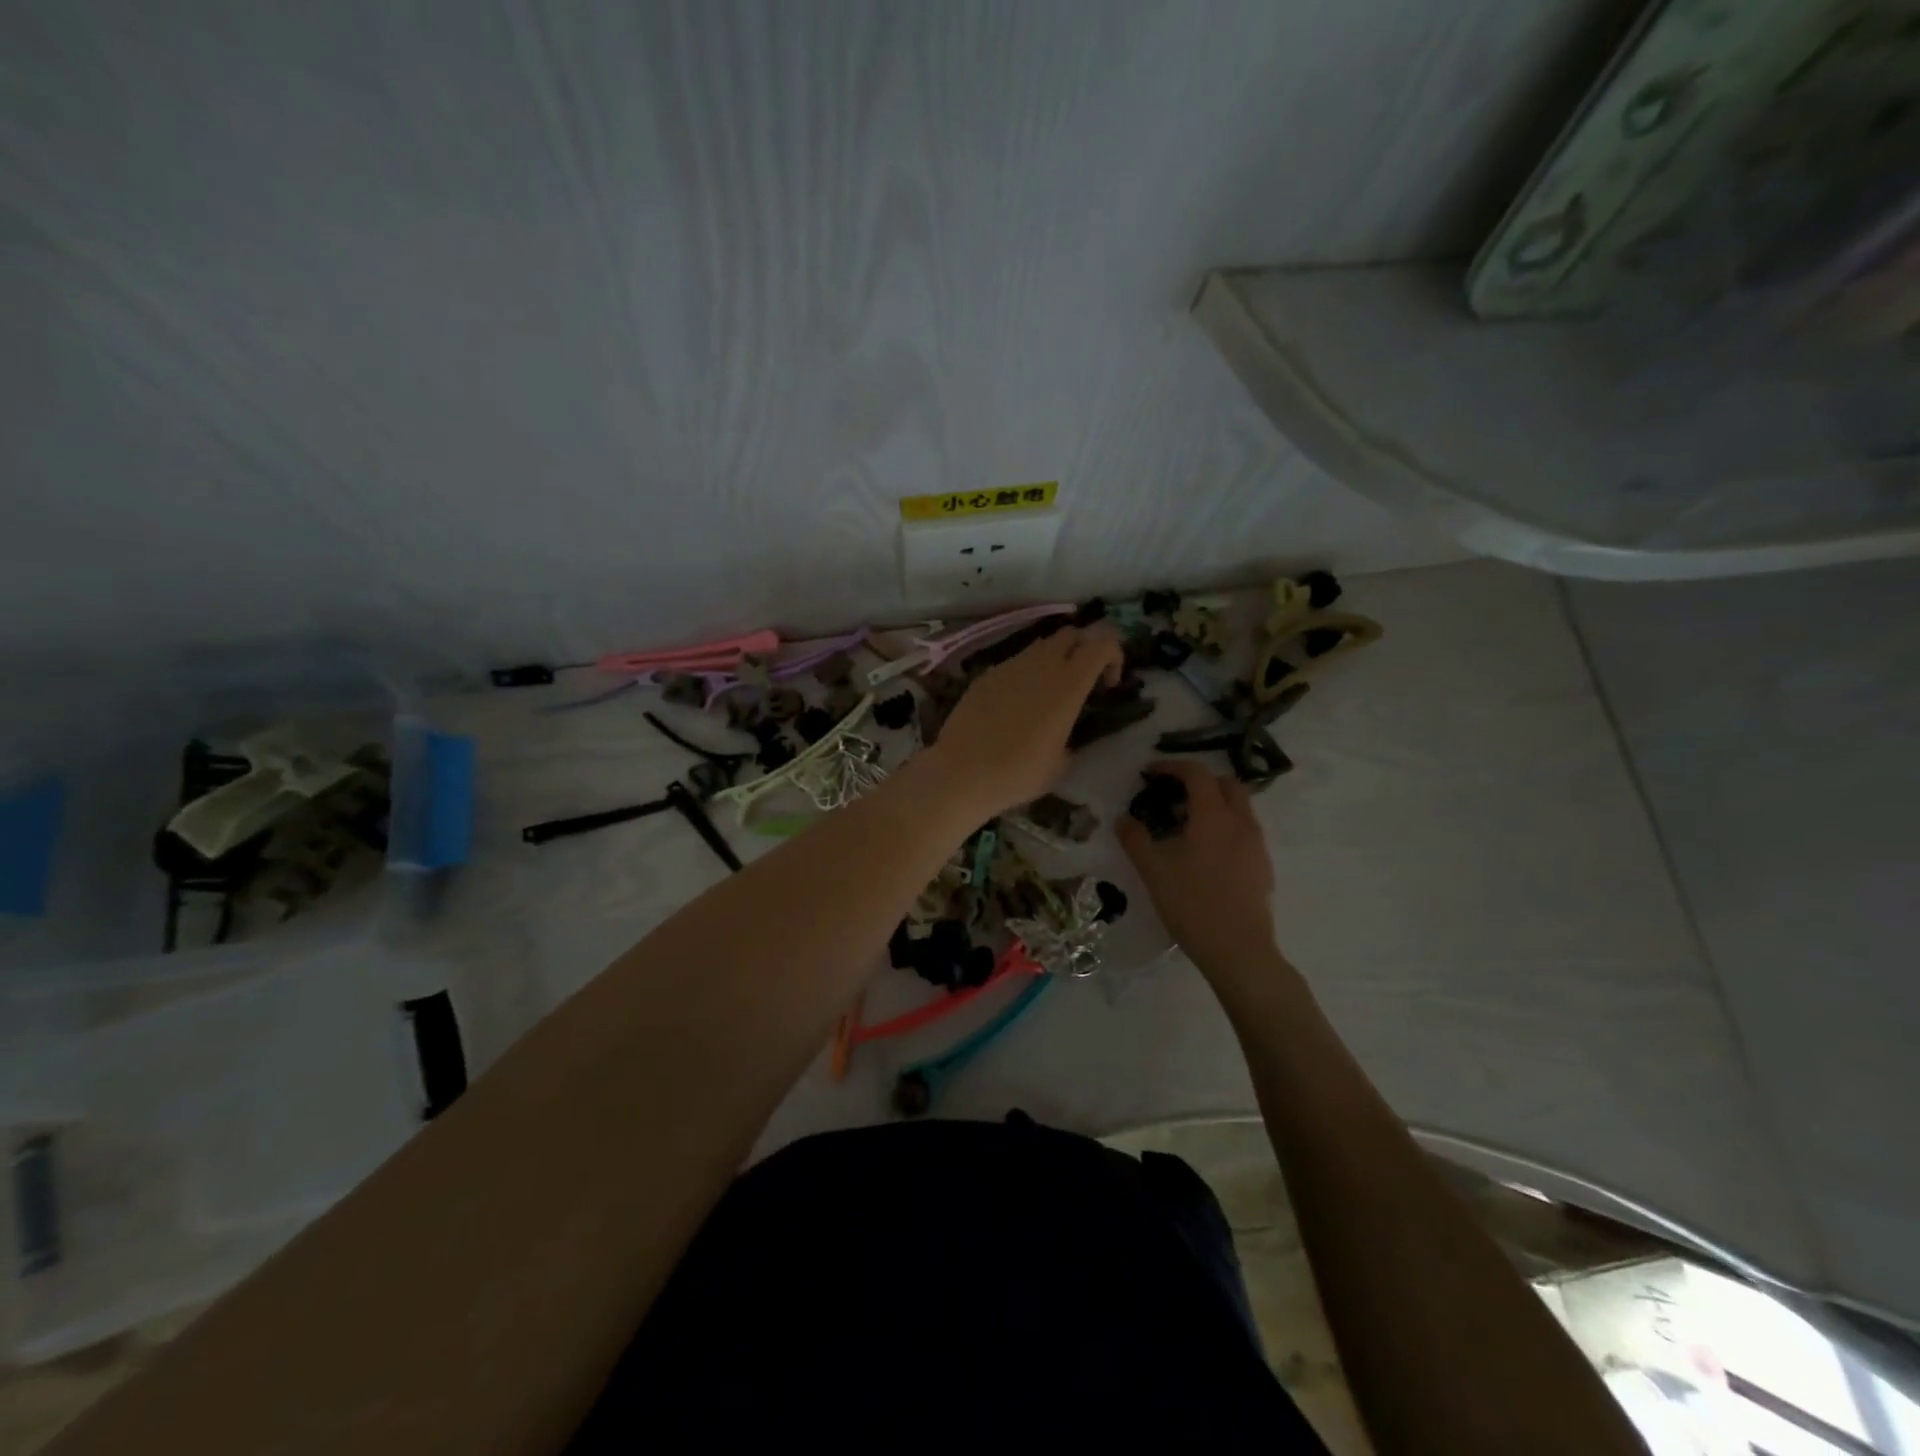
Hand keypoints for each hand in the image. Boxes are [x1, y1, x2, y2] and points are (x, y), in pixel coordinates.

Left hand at [927, 625, 1122, 816]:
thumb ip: (1071, 739)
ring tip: (1048, 695)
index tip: (1108, 686)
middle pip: (1072, 634)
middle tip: (1082, 682)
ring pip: (1041, 646)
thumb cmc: (1018, 773)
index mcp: (1068, 684)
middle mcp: (1041, 665)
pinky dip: (1025, 674)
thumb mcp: (1060, 763)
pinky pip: (1014, 663)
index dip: (1114, 656)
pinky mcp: (986, 675)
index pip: (1102, 643)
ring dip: (1053, 660)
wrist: (961, 772)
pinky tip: (1015, 706)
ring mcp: (1009, 666)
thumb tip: (1065, 738)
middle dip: (1084, 650)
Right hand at [1118, 760, 1279, 980]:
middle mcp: (1241, 823)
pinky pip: (1245, 832)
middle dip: (1200, 782)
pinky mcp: (1263, 867)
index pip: (1197, 773)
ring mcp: (1257, 845)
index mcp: (1214, 816)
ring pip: (1240, 808)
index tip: (1151, 773)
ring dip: (1215, 805)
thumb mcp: (1153, 871)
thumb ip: (1135, 839)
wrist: (1239, 951)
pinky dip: (1226, 828)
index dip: (1173, 766)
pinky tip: (1206, 855)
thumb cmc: (1192, 904)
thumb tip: (1123, 819)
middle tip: (1174, 796)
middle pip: (1227, 784)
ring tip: (1187, 827)